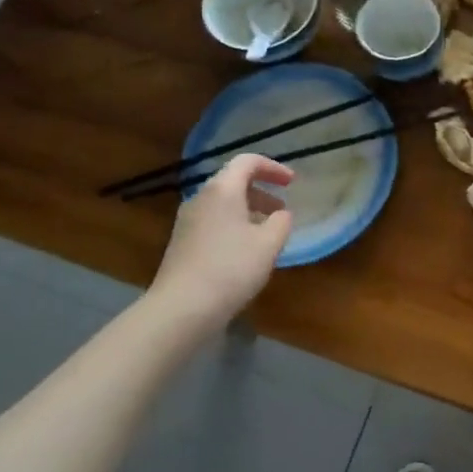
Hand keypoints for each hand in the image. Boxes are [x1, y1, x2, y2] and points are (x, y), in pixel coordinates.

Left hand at [145, 154, 294, 325]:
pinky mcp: (181, 243)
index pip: (247, 161)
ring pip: (222, 203)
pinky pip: (212, 221)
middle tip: (281, 208)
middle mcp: (201, 198)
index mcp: (222, 190)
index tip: (291, 183)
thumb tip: (281, 214)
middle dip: (261, 190)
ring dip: (248, 210)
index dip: (273, 167)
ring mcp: (186, 221)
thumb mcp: (269, 244)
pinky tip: (244, 251)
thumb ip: (281, 221)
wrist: (180, 309)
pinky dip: (233, 225)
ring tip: (266, 231)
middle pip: (233, 181)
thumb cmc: (231, 269)